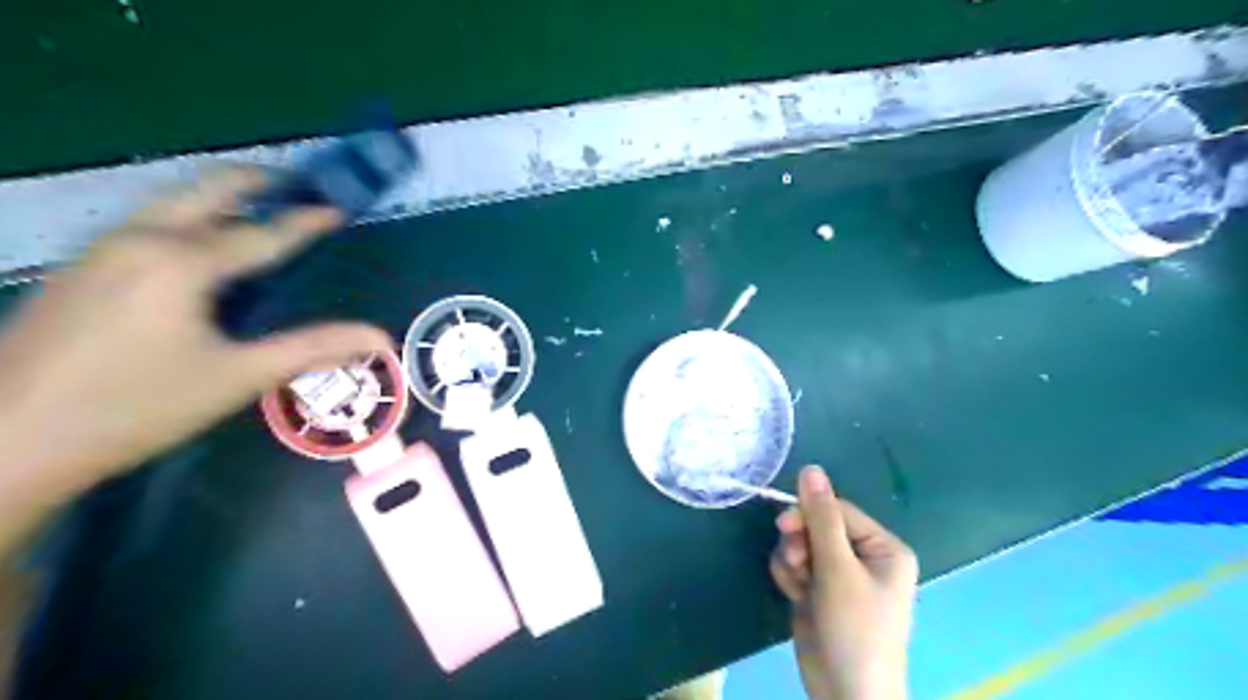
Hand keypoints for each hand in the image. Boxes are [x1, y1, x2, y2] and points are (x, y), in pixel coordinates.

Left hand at [0, 168, 391, 493]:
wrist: (7, 442)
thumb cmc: (137, 407)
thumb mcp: (238, 376)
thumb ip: (314, 348)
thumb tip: (381, 338)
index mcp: (180, 262)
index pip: (261, 233)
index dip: (304, 221)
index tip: (337, 207)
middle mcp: (138, 240)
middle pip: (206, 190)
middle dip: (256, 182)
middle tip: (298, 186)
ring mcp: (100, 251)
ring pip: (171, 204)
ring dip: (221, 200)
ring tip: (261, 211)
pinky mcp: (80, 271)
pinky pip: (148, 226)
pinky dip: (190, 220)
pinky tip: (204, 250)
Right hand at [771, 465, 913, 699]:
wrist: (845, 693)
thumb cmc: (854, 628)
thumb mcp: (838, 569)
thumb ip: (822, 518)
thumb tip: (810, 468)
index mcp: (882, 547)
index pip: (838, 511)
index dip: (809, 514)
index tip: (784, 525)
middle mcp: (863, 557)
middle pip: (818, 526)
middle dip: (801, 541)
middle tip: (794, 559)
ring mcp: (839, 575)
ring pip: (802, 544)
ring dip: (792, 560)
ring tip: (798, 585)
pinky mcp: (819, 591)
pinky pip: (796, 565)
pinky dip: (790, 576)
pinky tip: (794, 595)